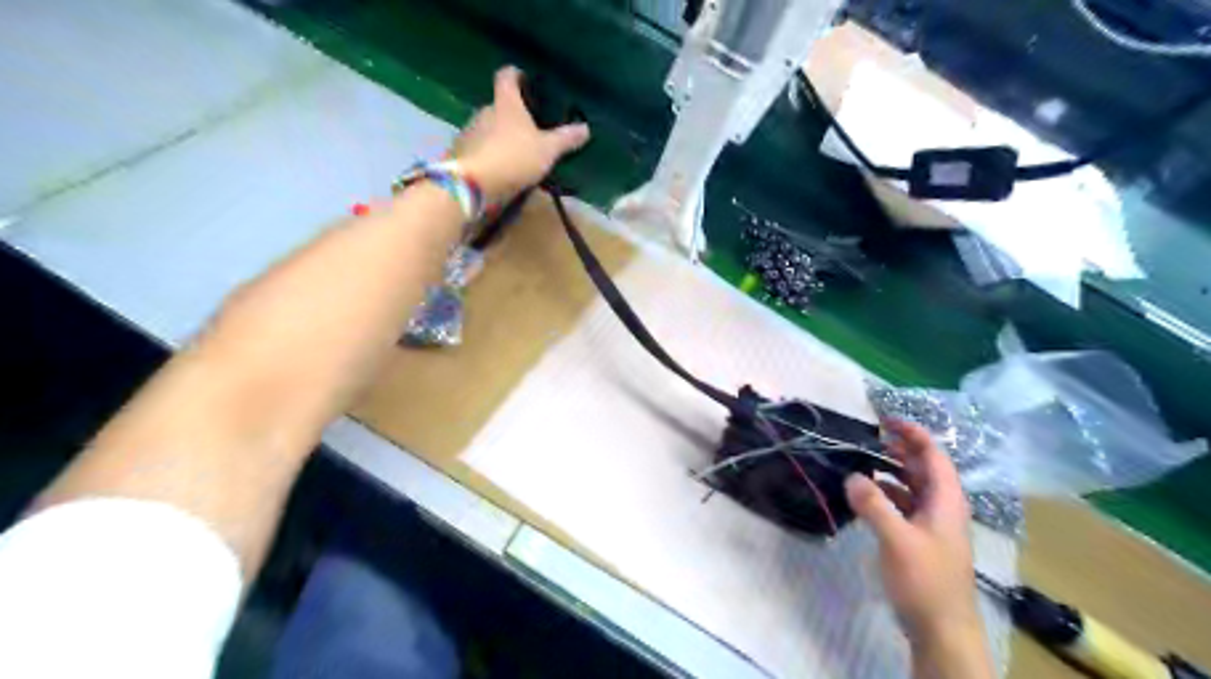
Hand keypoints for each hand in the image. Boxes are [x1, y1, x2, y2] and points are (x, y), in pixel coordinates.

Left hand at [450, 66, 588, 199]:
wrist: (472, 184)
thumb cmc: (514, 157)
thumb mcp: (547, 150)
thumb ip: (565, 139)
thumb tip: (585, 127)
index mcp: (506, 103)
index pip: (507, 76)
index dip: (516, 74)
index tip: (525, 79)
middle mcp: (484, 111)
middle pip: (498, 105)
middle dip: (512, 114)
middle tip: (529, 127)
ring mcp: (469, 132)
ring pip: (487, 128)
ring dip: (500, 136)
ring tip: (516, 152)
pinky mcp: (461, 153)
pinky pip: (479, 148)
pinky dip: (489, 154)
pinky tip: (500, 168)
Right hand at [844, 423, 986, 675]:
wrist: (942, 631)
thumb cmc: (925, 581)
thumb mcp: (897, 540)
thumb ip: (873, 504)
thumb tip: (852, 475)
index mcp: (945, 501)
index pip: (933, 455)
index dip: (913, 433)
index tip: (885, 419)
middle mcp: (942, 508)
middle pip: (923, 468)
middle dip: (898, 449)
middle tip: (867, 438)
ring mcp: (933, 525)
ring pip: (912, 487)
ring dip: (890, 472)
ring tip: (861, 462)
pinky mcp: (921, 541)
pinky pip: (904, 506)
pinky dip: (886, 494)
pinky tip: (865, 497)